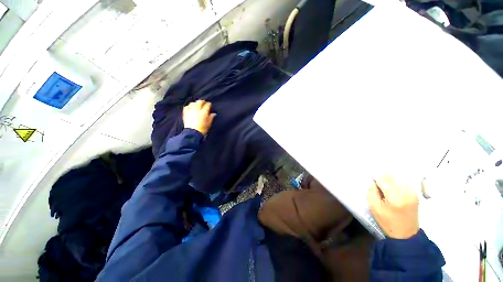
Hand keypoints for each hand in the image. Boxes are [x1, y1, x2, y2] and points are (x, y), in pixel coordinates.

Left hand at [183, 100, 215, 135]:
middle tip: (204, 103)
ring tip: (197, 105)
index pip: (207, 105)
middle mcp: (197, 110)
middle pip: (199, 102)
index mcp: (204, 112)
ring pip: (192, 103)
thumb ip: (211, 117)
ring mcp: (190, 111)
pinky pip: (186, 107)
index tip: (210, 105)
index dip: (209, 104)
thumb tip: (213, 114)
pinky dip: (189, 106)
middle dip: (202, 101)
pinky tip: (191, 108)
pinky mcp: (185, 113)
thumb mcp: (209, 123)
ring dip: (195, 103)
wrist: (193, 133)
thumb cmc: (202, 129)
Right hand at [367, 175, 418, 238]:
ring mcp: (412, 192)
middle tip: (376, 184)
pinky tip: (392, 189)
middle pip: (391, 176)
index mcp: (394, 197)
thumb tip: (371, 180)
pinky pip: (403, 182)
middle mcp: (406, 192)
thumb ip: (371, 191)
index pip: (383, 178)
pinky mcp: (415, 194)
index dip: (375, 177)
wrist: (406, 234)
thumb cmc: (387, 222)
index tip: (371, 180)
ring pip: (397, 177)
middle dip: (382, 177)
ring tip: (384, 188)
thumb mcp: (374, 207)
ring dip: (389, 179)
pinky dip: (395, 182)